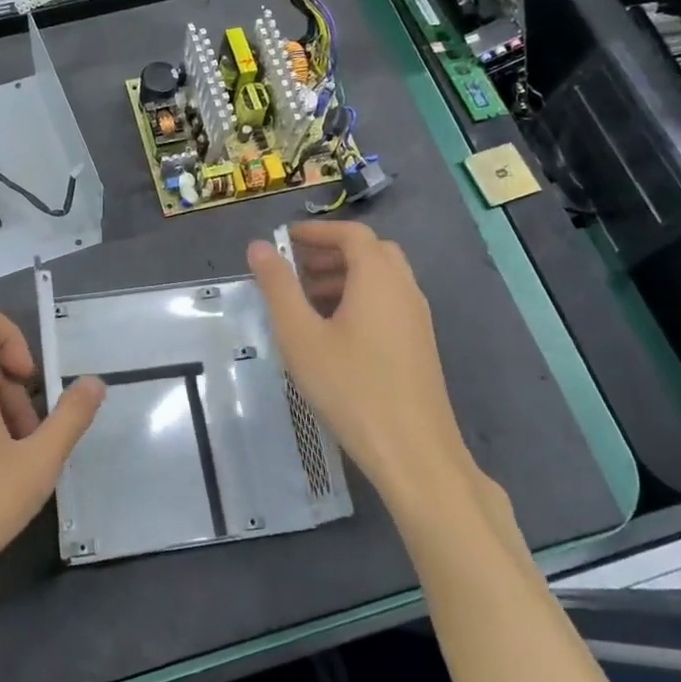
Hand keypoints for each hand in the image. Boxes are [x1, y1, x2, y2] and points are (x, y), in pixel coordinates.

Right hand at [248, 222, 482, 525]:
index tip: (286, 240)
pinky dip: (361, 298)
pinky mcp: (420, 343)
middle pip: (370, 251)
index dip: (317, 231)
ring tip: (308, 300)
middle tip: (296, 269)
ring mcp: (417, 317)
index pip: (351, 233)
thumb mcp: (300, 335)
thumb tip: (260, 247)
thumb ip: (278, 286)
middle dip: (331, 252)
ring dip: (346, 276)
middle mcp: (404, 288)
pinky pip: (389, 302)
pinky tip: (335, 332)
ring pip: (382, 278)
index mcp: (378, 277)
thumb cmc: (350, 386)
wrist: (412, 450)